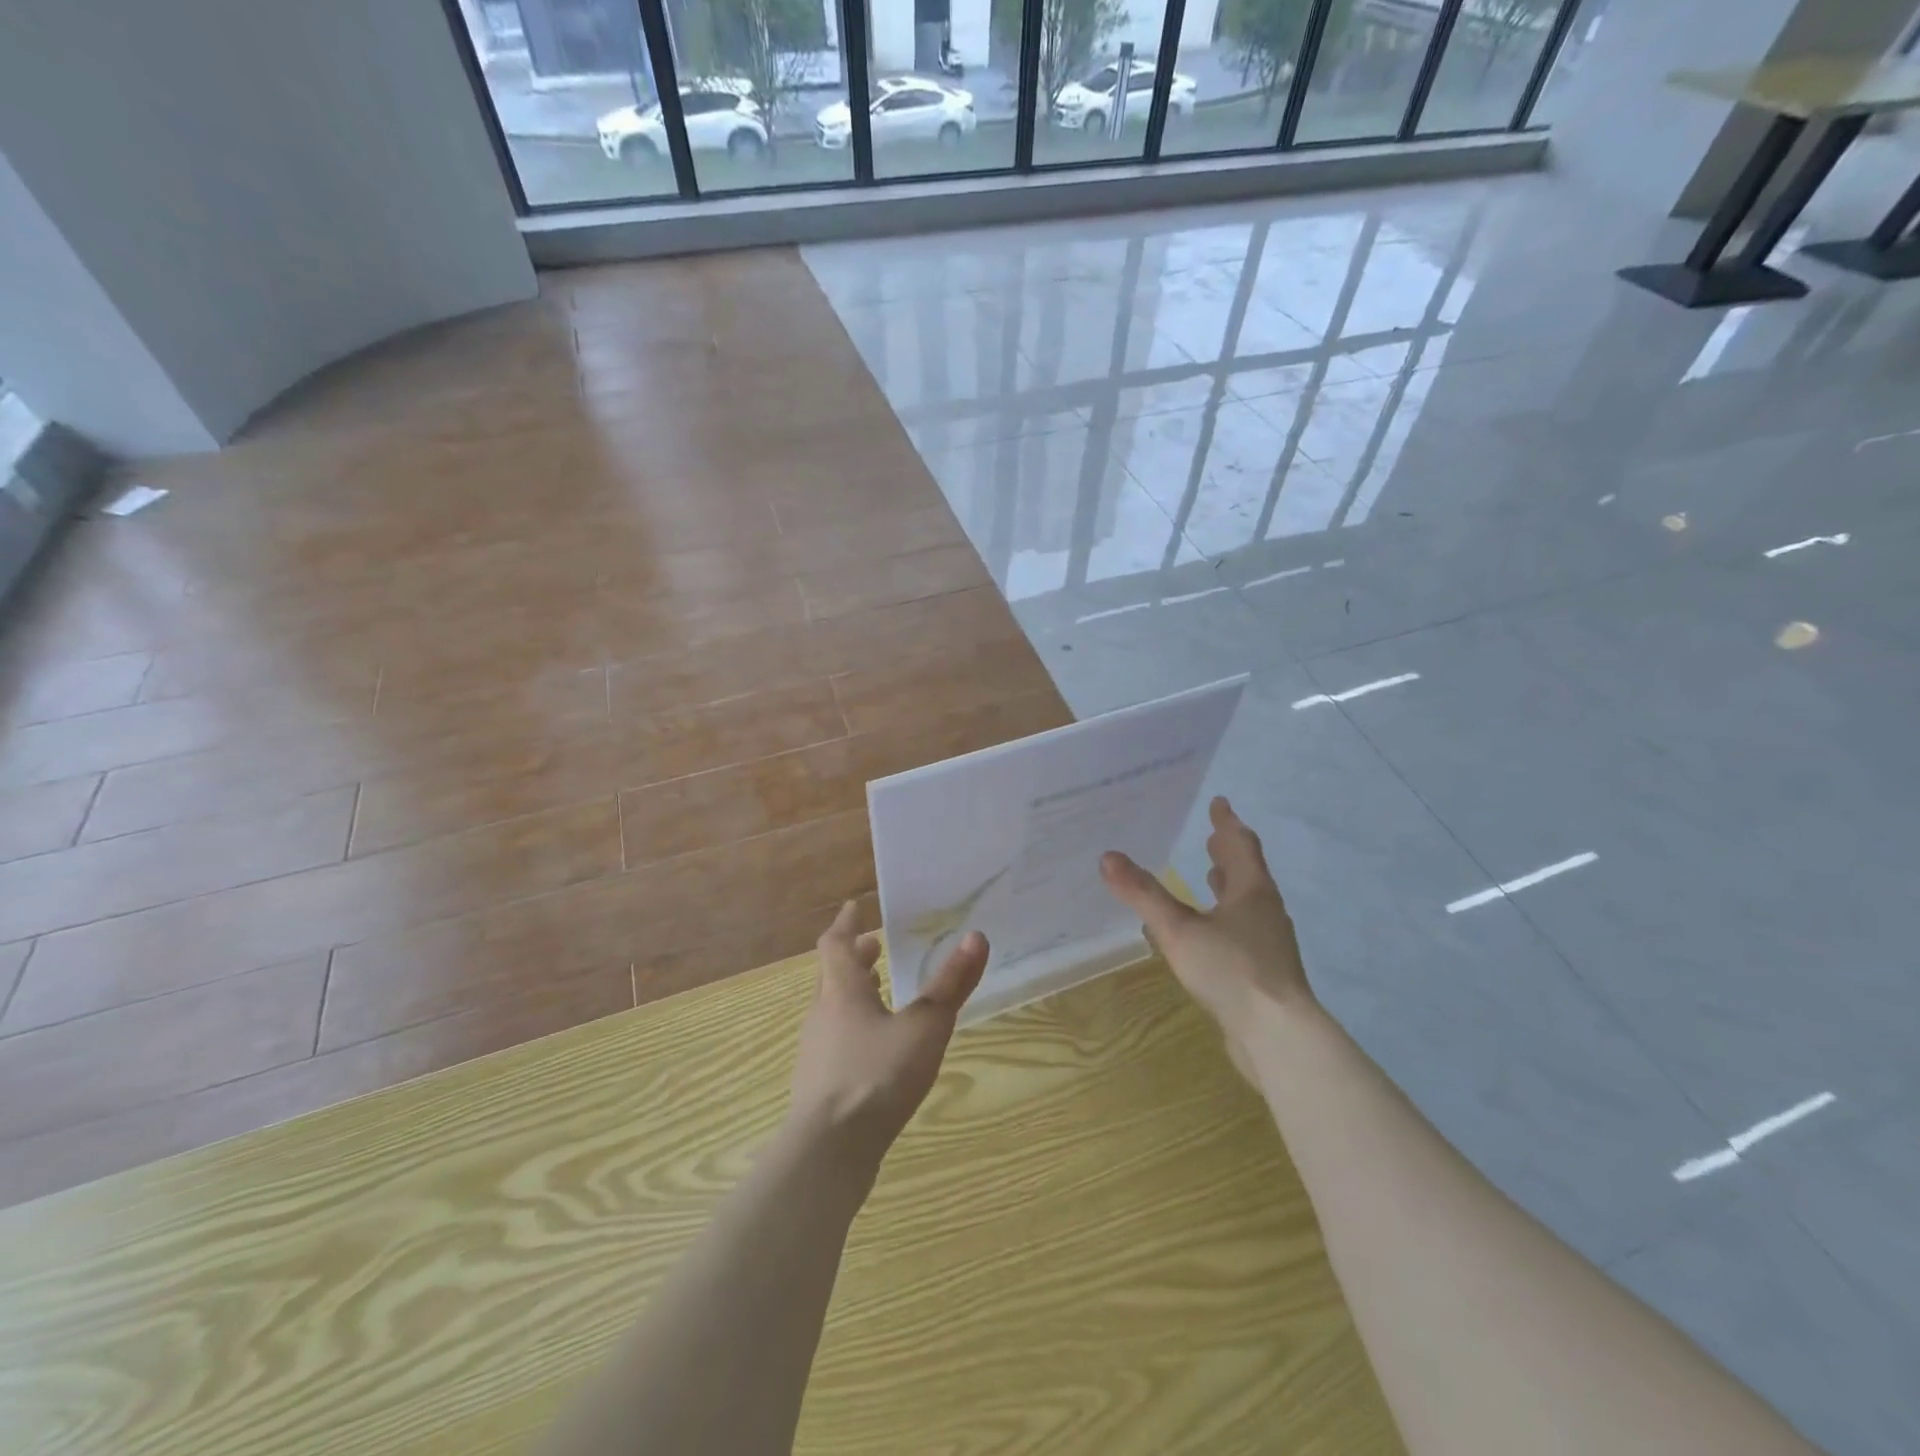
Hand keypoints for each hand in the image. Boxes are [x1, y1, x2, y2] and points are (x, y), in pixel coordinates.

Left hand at [788, 902, 988, 1162]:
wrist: (828, 1152)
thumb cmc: (876, 1076)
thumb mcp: (925, 1027)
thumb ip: (951, 985)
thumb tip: (977, 937)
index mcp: (842, 991)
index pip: (836, 944)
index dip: (846, 923)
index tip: (855, 907)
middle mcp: (822, 1014)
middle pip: (832, 975)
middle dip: (855, 958)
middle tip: (877, 947)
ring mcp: (816, 1053)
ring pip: (833, 1009)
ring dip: (854, 994)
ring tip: (881, 994)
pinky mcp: (819, 1087)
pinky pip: (835, 1042)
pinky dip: (854, 1029)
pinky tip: (876, 1049)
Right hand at [1099, 797, 1313, 1036]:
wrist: (1278, 1035)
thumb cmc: (1231, 970)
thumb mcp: (1178, 930)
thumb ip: (1143, 894)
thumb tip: (1108, 857)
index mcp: (1252, 891)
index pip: (1240, 846)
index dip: (1227, 823)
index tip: (1220, 802)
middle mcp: (1265, 911)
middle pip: (1247, 872)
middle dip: (1228, 852)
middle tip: (1211, 835)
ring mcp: (1269, 943)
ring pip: (1248, 903)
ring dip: (1229, 885)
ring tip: (1211, 875)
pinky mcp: (1265, 971)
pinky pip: (1243, 930)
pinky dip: (1226, 917)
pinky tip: (1209, 933)